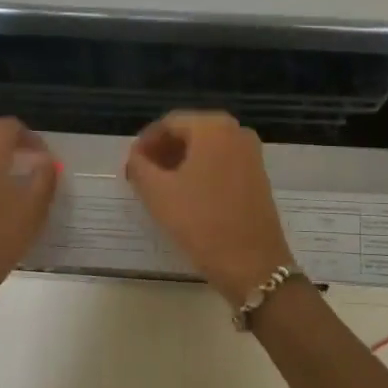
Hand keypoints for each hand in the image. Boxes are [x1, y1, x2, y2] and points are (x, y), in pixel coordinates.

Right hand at [125, 111, 295, 307]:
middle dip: (163, 151)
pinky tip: (185, 195)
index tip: (130, 164)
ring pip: (206, 149)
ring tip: (159, 187)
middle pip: (189, 133)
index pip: (168, 123)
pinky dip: (200, 171)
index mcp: (213, 127)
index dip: (145, 142)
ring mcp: (251, 153)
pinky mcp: (257, 176)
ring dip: (180, 162)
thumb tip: (136, 156)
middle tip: (141, 175)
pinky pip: (221, 163)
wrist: (252, 264)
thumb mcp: (158, 193)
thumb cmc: (201, 222)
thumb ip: (139, 166)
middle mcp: (236, 131)